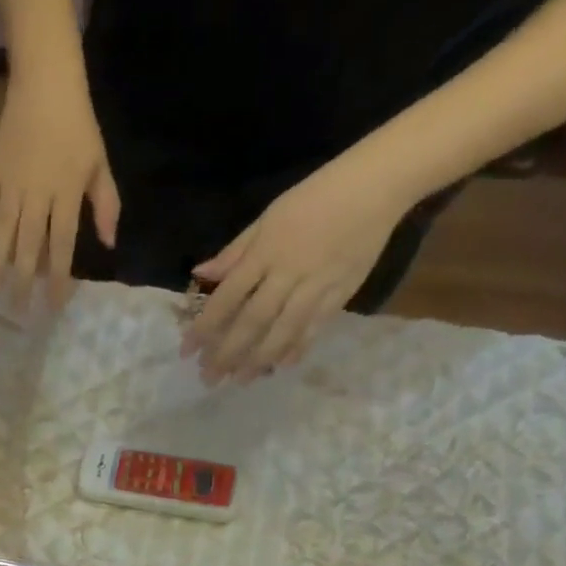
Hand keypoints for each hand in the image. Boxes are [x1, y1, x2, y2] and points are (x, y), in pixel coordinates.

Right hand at [0, 69, 119, 309]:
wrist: (46, 80)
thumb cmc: (78, 124)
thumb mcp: (100, 163)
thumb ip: (105, 204)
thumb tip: (109, 243)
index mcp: (64, 193)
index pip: (61, 245)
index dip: (58, 278)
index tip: (54, 305)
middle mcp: (35, 195)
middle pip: (28, 246)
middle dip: (24, 280)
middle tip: (19, 310)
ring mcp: (10, 185)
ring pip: (2, 232)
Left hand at [182, 159, 408, 381]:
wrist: (378, 184)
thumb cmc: (316, 196)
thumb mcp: (268, 217)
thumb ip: (235, 252)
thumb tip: (200, 274)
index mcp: (266, 252)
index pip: (227, 297)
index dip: (205, 327)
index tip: (187, 351)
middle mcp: (288, 273)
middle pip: (252, 321)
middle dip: (228, 353)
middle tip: (208, 378)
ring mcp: (317, 285)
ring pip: (282, 330)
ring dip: (258, 359)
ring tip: (240, 380)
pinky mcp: (342, 292)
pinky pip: (315, 326)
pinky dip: (297, 347)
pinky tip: (280, 365)